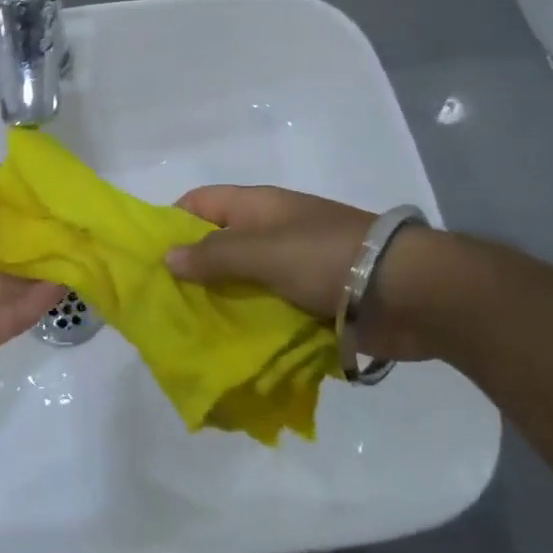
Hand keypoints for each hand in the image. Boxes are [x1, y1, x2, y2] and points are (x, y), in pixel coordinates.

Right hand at [166, 185, 448, 363]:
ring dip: (219, 304)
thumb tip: (167, 257)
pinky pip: (267, 311)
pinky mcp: (309, 302)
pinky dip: (248, 326)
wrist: (405, 292)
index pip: (200, 203)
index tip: (147, 256)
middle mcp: (270, 233)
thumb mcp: (260, 250)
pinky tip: (226, 349)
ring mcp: (291, 268)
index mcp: (257, 207)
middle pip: (217, 246)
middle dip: (190, 272)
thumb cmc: (324, 257)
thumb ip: (212, 255)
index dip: (172, 222)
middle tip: (159, 305)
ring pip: (241, 283)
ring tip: (186, 334)